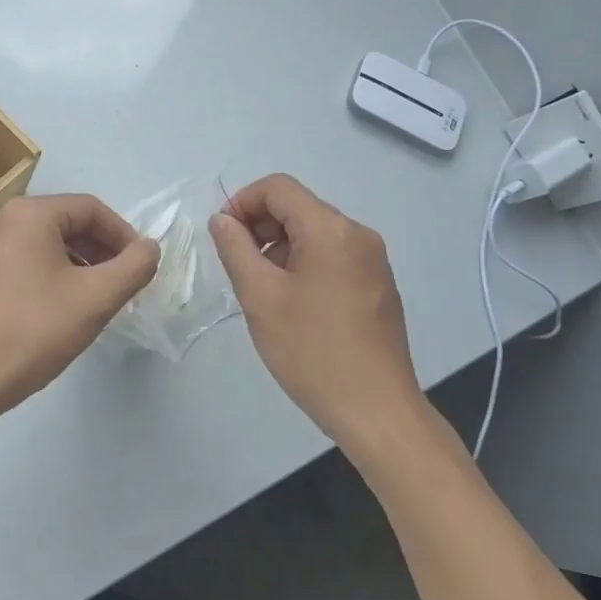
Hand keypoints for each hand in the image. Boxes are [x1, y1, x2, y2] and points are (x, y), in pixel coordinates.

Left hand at [0, 193, 158, 421]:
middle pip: (66, 223)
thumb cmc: (35, 332)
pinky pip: (20, 262)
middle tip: (121, 284)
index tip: (140, 266)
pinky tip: (56, 308)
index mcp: (28, 214)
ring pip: (43, 244)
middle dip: (100, 250)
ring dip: (76, 264)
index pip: (91, 209)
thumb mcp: (96, 298)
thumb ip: (133, 266)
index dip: (123, 235)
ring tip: (93, 298)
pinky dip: (47, 275)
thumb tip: (149, 247)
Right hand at [208, 173, 423, 450]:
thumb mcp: (260, 297)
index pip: (278, 188)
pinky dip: (303, 264)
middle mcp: (358, 235)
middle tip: (236, 265)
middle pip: (299, 207)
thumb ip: (235, 249)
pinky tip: (291, 303)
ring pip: (315, 233)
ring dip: (279, 247)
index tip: (222, 236)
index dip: (242, 202)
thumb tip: (223, 220)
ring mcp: (373, 261)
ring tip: (261, 289)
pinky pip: (333, 256)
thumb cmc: (312, 351)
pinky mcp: (378, 285)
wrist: (376, 410)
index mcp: (331, 230)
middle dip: (260, 226)